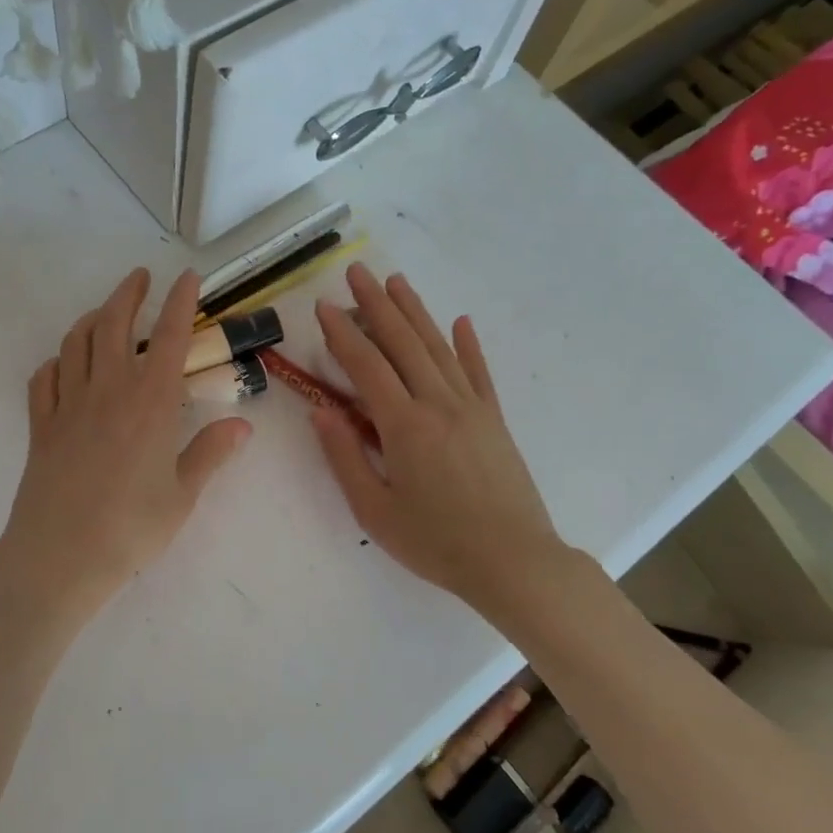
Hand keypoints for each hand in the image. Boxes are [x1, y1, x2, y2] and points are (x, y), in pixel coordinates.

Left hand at [0, 267, 251, 621]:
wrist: (61, 555)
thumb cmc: (131, 528)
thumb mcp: (182, 494)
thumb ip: (210, 453)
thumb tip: (242, 425)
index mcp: (150, 403)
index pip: (169, 337)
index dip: (180, 302)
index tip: (187, 277)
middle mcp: (108, 391)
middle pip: (114, 325)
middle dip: (129, 294)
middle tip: (140, 278)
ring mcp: (68, 406)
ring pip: (76, 343)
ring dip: (92, 318)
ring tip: (105, 312)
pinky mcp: (40, 427)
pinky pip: (44, 379)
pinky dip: (56, 361)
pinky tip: (64, 363)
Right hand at [313, 265, 569, 624]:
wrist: (512, 561)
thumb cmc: (435, 542)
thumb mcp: (375, 510)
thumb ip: (345, 457)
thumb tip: (320, 412)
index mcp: (404, 426)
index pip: (366, 367)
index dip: (341, 334)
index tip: (323, 305)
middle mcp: (439, 404)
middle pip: (403, 343)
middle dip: (376, 305)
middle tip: (356, 271)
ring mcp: (472, 408)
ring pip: (438, 348)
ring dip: (415, 312)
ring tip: (396, 281)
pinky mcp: (495, 420)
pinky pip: (479, 373)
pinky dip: (468, 346)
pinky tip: (460, 322)